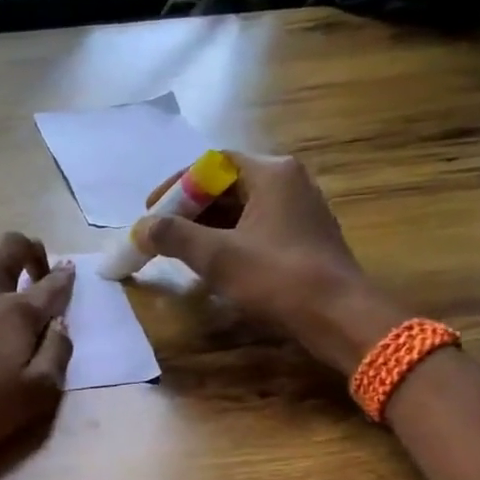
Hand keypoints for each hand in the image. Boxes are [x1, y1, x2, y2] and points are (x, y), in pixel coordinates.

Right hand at [134, 153, 403, 372]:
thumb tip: (140, 228)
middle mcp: (289, 182)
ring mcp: (300, 210)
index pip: (212, 163)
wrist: (338, 315)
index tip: (152, 211)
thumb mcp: (217, 256)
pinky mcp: (303, 237)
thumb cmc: (277, 277)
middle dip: (189, 209)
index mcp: (272, 173)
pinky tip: (213, 264)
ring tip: (180, 250)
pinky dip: (229, 239)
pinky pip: (256, 227)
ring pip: (241, 208)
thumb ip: (174, 236)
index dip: (176, 185)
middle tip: (161, 233)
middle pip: (227, 185)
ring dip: (207, 226)